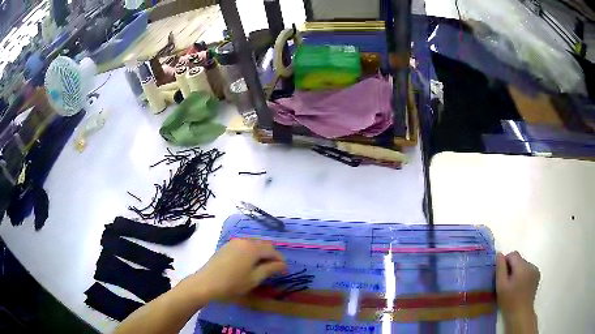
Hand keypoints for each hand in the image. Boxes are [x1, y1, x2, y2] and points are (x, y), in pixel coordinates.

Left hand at [185, 239, 286, 301]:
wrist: (206, 284)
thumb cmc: (233, 283)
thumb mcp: (254, 278)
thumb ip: (270, 269)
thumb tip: (283, 265)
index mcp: (253, 248)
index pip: (272, 251)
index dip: (281, 261)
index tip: (285, 272)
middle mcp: (244, 241)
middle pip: (263, 245)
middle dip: (271, 256)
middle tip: (275, 270)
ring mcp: (234, 242)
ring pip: (253, 245)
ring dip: (261, 254)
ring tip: (263, 268)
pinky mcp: (226, 246)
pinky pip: (244, 246)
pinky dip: (251, 253)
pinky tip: (249, 264)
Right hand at [496, 251, 539, 332]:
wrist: (521, 314)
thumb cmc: (509, 302)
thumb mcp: (501, 286)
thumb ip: (500, 269)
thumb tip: (499, 254)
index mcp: (522, 266)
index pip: (513, 254)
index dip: (505, 262)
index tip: (501, 275)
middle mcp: (531, 265)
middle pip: (519, 260)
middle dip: (511, 268)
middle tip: (505, 283)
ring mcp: (535, 270)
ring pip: (523, 265)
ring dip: (517, 272)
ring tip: (513, 287)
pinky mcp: (537, 276)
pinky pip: (528, 270)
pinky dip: (523, 275)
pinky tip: (520, 287)